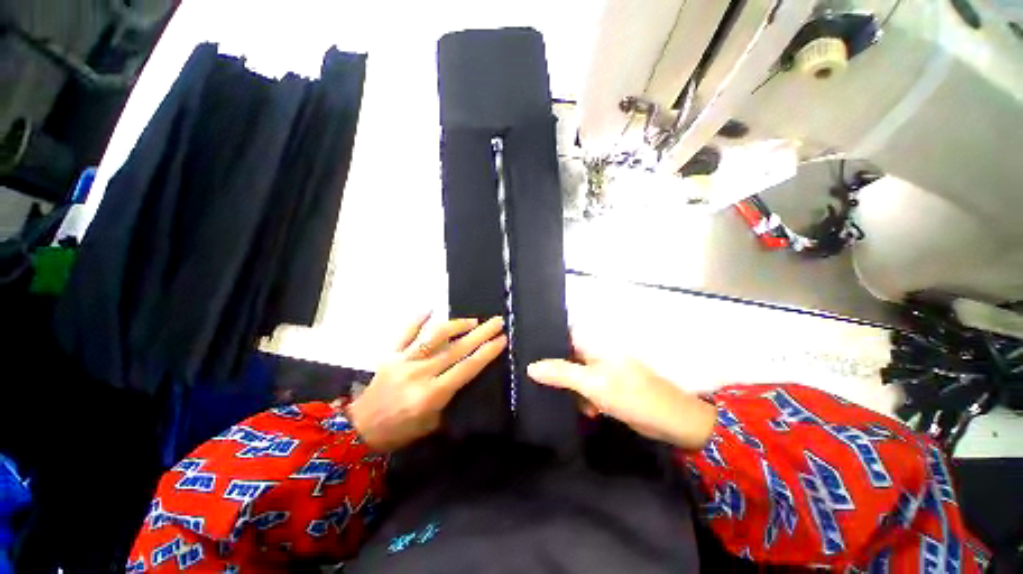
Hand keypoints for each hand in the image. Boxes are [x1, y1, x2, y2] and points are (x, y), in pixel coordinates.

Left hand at [347, 314, 506, 451]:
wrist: (360, 430)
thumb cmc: (401, 431)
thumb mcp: (433, 424)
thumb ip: (451, 398)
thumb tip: (467, 374)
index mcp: (432, 394)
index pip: (467, 368)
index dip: (486, 352)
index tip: (502, 339)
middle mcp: (420, 373)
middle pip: (456, 349)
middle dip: (481, 333)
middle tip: (497, 321)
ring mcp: (403, 360)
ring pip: (434, 336)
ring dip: (456, 325)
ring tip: (473, 321)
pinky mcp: (390, 354)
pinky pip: (405, 332)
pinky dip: (417, 319)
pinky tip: (429, 308)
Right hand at [527, 343, 716, 449]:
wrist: (671, 421)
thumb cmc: (631, 395)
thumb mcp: (592, 384)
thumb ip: (561, 374)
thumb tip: (530, 367)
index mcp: (593, 344)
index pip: (562, 335)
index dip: (545, 343)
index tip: (527, 354)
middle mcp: (596, 352)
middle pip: (566, 356)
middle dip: (554, 370)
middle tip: (536, 383)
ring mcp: (602, 369)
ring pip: (574, 374)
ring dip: (569, 388)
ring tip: (565, 402)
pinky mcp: (608, 385)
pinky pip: (586, 387)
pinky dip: (583, 397)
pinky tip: (587, 411)